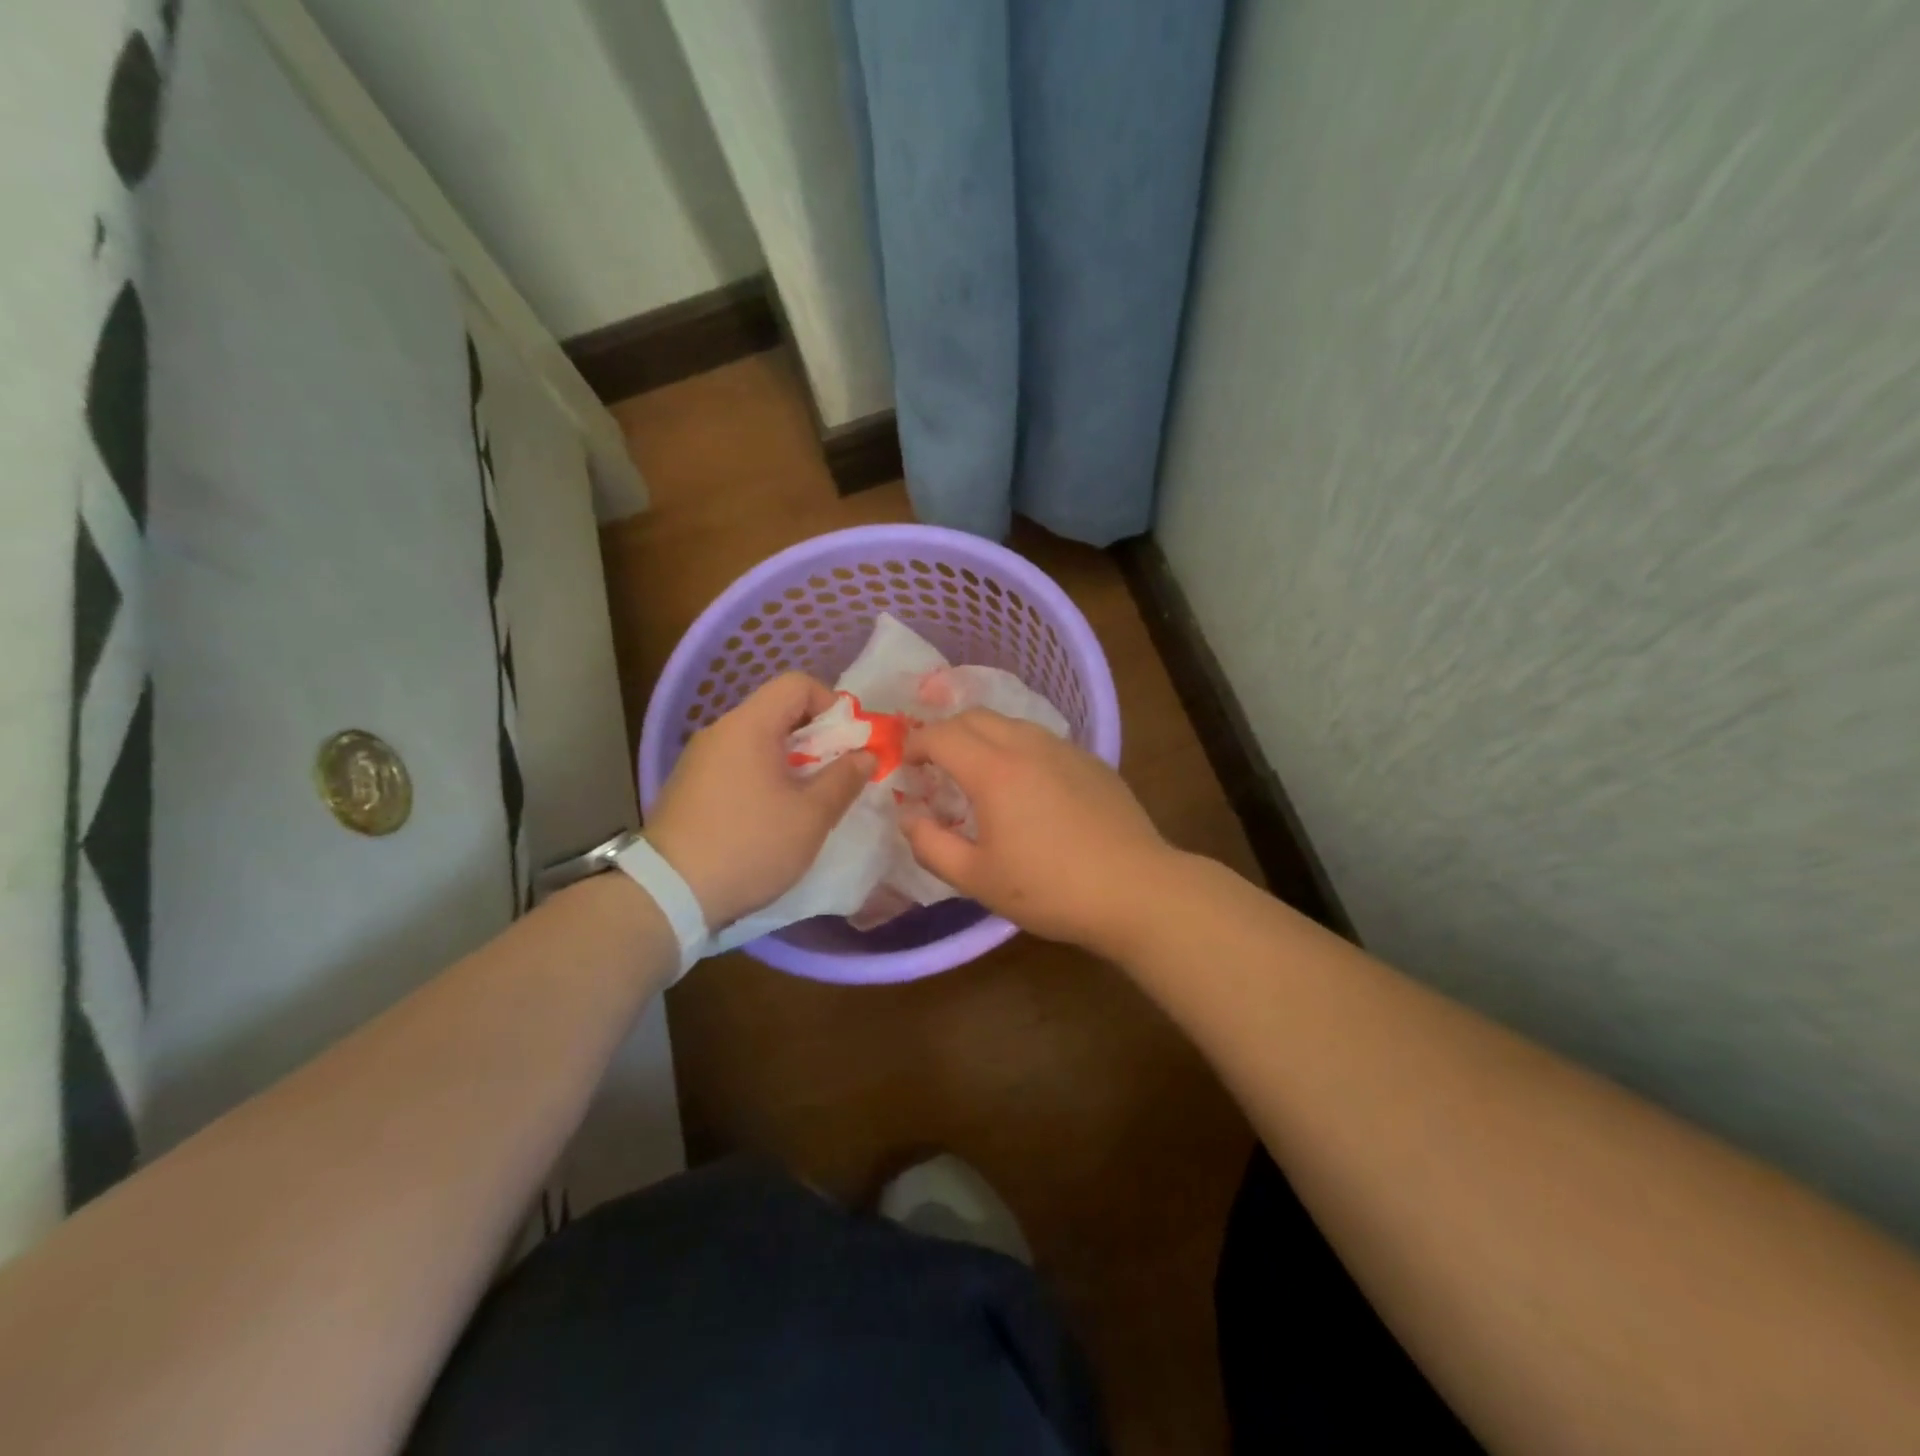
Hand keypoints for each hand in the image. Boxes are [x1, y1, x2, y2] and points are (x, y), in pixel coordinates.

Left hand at [645, 673, 871, 928]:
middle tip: (837, 774)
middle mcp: (720, 731)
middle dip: (817, 737)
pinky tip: (772, 815)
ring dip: (791, 760)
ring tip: (808, 799)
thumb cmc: (750, 846)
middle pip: (777, 711)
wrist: (669, 893)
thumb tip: (866, 754)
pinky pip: (737, 764)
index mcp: (749, 726)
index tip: (849, 742)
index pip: (797, 684)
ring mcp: (699, 759)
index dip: (832, 704)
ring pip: (758, 740)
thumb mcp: (811, 816)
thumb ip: (844, 778)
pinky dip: (764, 776)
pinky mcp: (689, 786)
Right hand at [903, 710, 1170, 950]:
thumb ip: (930, 845)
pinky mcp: (1091, 761)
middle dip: (945, 732)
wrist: (1135, 890)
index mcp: (994, 770)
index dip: (915, 745)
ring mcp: (1064, 749)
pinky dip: (1016, 747)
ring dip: (982, 736)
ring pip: (1010, 723)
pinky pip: (1041, 739)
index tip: (906, 766)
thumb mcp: (976, 878)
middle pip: (975, 716)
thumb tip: (909, 817)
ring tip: (977, 772)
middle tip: (935, 766)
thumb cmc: (1049, 889)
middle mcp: (1027, 745)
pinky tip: (1025, 785)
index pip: (941, 735)